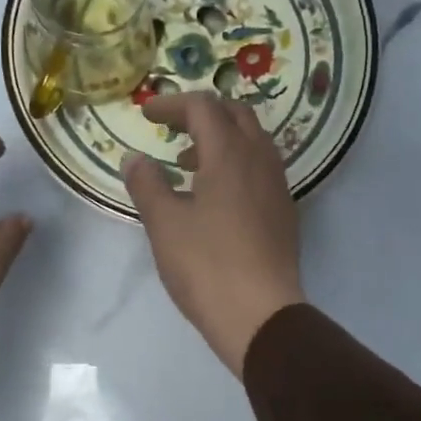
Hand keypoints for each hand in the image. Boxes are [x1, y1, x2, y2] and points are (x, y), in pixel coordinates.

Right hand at [122, 93, 305, 375]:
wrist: (261, 316)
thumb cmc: (207, 266)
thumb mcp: (165, 224)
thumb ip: (147, 184)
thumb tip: (135, 159)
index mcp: (230, 155)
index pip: (203, 107)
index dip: (172, 104)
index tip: (146, 116)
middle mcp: (261, 161)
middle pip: (236, 114)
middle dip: (202, 113)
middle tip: (173, 129)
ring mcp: (278, 187)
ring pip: (253, 142)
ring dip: (222, 139)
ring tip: (190, 164)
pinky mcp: (284, 212)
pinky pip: (261, 169)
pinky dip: (236, 164)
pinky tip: (215, 196)